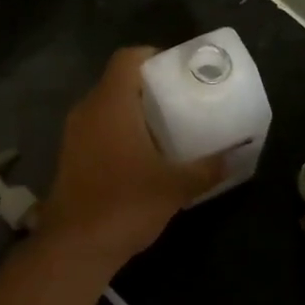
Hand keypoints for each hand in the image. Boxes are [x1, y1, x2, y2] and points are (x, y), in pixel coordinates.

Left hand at [38, 47, 227, 271]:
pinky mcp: (69, 156)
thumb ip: (206, 168)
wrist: (73, 247)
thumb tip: (235, 157)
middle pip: (117, 81)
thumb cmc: (125, 204)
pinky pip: (96, 128)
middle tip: (178, 99)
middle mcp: (87, 109)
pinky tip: (140, 154)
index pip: (127, 58)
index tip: (177, 71)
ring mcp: (73, 134)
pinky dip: (117, 130)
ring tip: (164, 126)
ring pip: (105, 106)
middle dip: (147, 86)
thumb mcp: (175, 187)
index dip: (152, 56)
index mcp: (111, 103)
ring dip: (131, 110)